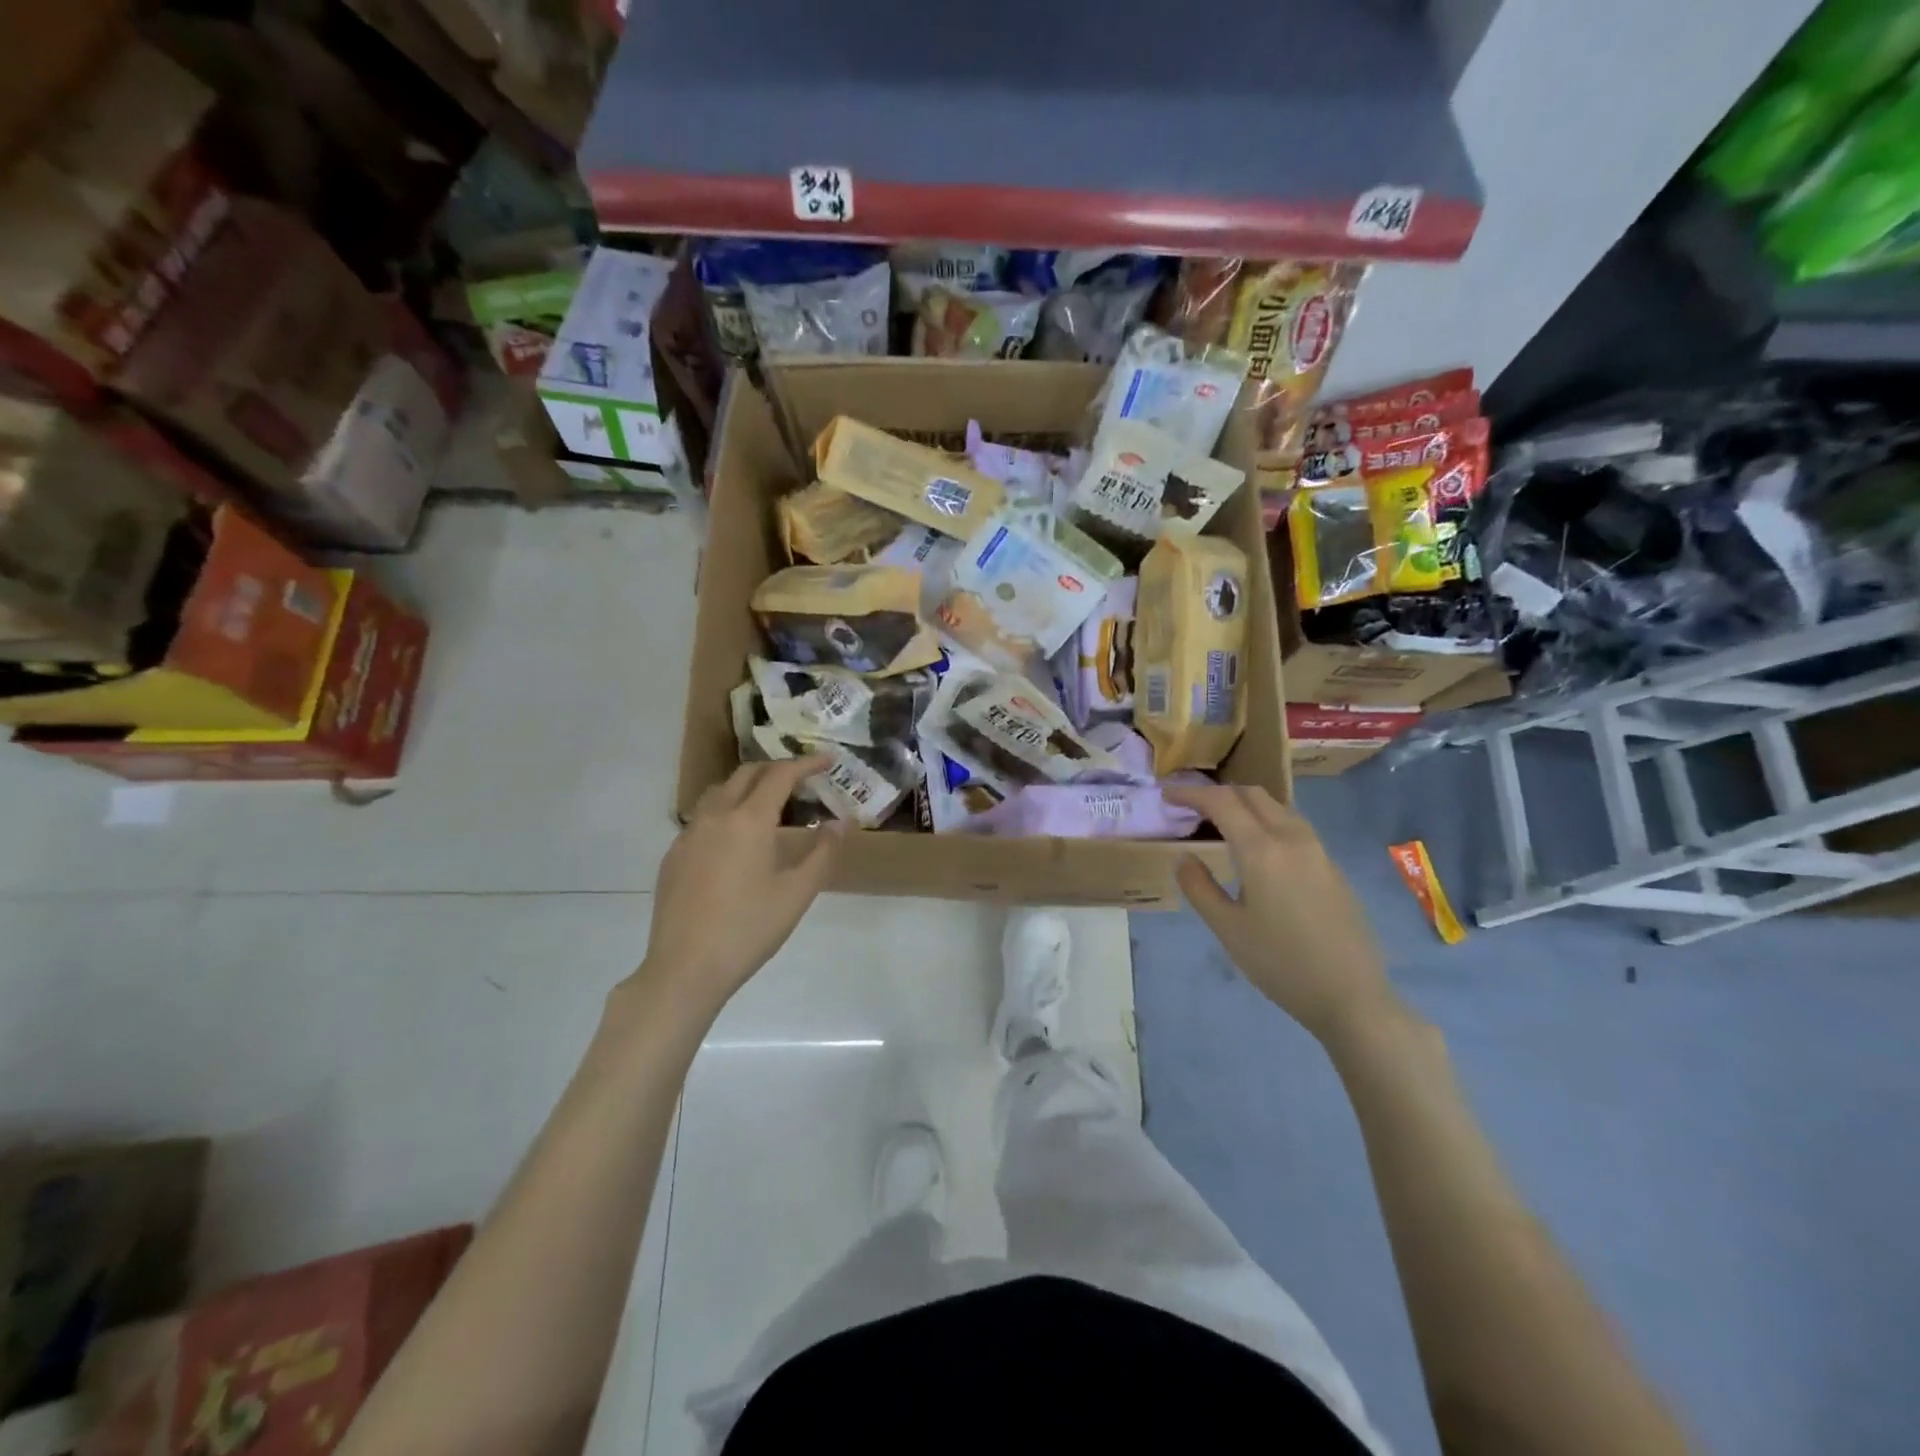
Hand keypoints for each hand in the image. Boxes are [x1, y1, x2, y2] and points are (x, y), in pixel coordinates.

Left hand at [639, 757, 844, 1009]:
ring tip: (769, 802)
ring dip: (748, 786)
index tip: (828, 760)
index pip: (780, 775)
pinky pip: (703, 817)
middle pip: (746, 774)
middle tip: (802, 778)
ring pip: (719, 792)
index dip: (807, 763)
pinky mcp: (673, 855)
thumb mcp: (797, 893)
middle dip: (776, 769)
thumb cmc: (749, 929)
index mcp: (748, 821)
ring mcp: (689, 835)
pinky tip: (736, 840)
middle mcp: (715, 816)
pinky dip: (726, 811)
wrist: (685, 968)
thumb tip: (840, 822)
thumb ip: (823, 852)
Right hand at [1162, 784, 1398, 1044]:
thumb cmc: (1281, 963)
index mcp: (1262, 850)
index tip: (1167, 794)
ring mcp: (1318, 851)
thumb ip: (1199, 887)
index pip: (1221, 802)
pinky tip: (1257, 849)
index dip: (1191, 793)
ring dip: (1245, 804)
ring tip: (1221, 824)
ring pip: (1277, 808)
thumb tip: (1184, 857)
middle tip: (1191, 807)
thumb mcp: (1227, 928)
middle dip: (1218, 793)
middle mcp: (1292, 839)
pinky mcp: (1332, 867)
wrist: (1352, 996)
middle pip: (1252, 795)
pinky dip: (1266, 821)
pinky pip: (1293, 826)